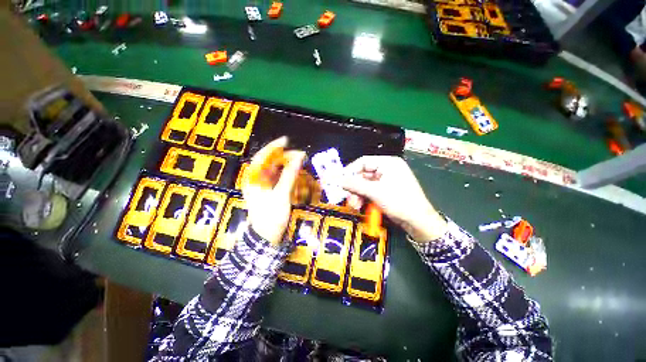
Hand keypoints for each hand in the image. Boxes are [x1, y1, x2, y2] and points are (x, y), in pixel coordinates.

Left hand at [243, 137, 305, 245]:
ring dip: (288, 166)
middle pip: (270, 163)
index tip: (286, 141)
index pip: (262, 157)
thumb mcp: (281, 194)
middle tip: (299, 156)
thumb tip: (299, 157)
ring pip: (276, 170)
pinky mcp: (270, 192)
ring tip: (299, 164)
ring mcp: (263, 186)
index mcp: (253, 179)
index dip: (273, 147)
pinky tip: (296, 175)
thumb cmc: (271, 216)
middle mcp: (257, 180)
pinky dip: (288, 175)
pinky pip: (279, 179)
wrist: (266, 237)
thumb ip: (290, 174)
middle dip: (285, 158)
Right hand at [343, 156, 447, 241]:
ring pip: (365, 184)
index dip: (350, 171)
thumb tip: (338, 180)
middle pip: (363, 174)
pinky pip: (370, 190)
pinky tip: (360, 205)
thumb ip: (354, 185)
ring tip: (355, 205)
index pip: (363, 162)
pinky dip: (364, 197)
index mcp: (388, 163)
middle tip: (347, 197)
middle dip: (354, 187)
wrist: (419, 222)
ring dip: (357, 194)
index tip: (340, 181)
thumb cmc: (400, 202)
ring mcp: (386, 180)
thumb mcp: (375, 192)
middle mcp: (387, 169)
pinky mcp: (386, 190)